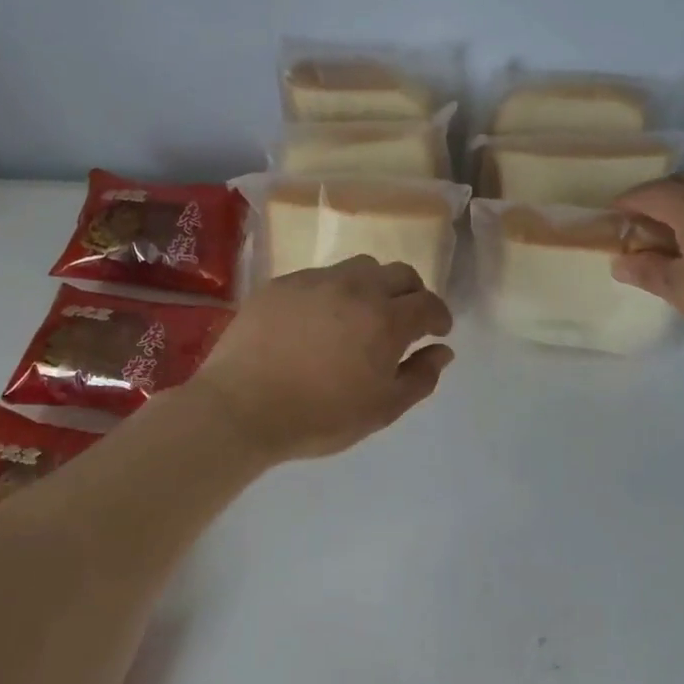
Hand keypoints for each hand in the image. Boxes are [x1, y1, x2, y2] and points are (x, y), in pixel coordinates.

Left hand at [192, 256, 454, 462]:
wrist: (241, 407)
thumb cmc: (318, 416)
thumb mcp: (381, 409)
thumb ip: (419, 377)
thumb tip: (442, 351)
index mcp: (386, 319)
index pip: (428, 303)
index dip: (439, 316)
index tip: (438, 331)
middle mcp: (355, 288)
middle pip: (399, 273)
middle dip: (412, 293)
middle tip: (406, 319)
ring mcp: (315, 281)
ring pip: (359, 267)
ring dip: (373, 286)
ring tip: (361, 313)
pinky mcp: (281, 283)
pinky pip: (319, 277)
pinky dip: (333, 291)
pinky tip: (318, 319)